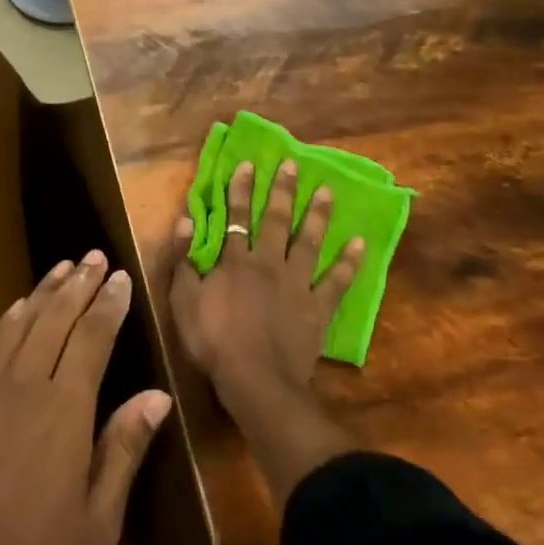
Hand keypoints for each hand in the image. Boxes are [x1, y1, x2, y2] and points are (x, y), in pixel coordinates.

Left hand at [0, 251, 171, 544]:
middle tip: (93, 255)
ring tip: (61, 268)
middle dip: (78, 284)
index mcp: (64, 410)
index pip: (92, 337)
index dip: (108, 304)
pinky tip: (14, 310)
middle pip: (55, 319)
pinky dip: (4, 322)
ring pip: (18, 324)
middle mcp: (23, 385)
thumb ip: (124, 449)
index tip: (119, 276)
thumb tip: (157, 396)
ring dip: (42, 292)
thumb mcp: (97, 522)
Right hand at [170, 160, 365, 405]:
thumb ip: (183, 260)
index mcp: (236, 261)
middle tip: (294, 165)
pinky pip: (337, 281)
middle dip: (283, 191)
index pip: (237, 217)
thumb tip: (185, 221)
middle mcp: (269, 263)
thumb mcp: (183, 300)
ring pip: (310, 242)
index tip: (249, 164)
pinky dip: (349, 262)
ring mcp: (298, 284)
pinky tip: (360, 243)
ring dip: (318, 215)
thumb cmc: (214, 341)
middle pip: (277, 221)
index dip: (241, 190)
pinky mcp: (318, 308)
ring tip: (328, 191)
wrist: (255, 380)